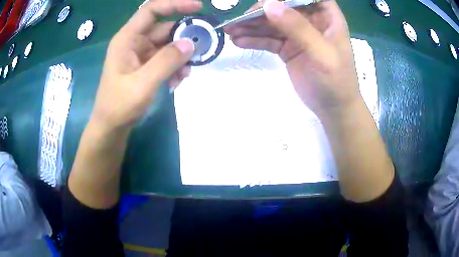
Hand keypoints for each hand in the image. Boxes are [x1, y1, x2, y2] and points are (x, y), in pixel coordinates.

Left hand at [91, 0, 201, 130]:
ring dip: (181, 56)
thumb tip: (191, 43)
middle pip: (165, 28)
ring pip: (168, 45)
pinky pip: (166, 59)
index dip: (174, 4)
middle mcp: (135, 42)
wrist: (112, 126)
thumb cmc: (119, 105)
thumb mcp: (143, 84)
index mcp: (127, 38)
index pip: (152, 10)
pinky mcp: (146, 66)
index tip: (198, 7)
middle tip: (202, 48)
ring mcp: (141, 54)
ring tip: (186, 73)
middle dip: (183, 37)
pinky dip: (175, 66)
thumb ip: (166, 61)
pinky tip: (178, 80)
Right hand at [225, 0, 360, 117]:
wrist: (333, 109)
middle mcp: (311, 21)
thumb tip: (269, 5)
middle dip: (260, 11)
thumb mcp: (322, 54)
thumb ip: (298, 29)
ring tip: (230, 31)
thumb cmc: (336, 81)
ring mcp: (298, 34)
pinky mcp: (288, 47)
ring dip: (251, 26)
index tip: (265, 2)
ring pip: (272, 23)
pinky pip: (268, 39)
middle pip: (283, 6)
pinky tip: (238, 41)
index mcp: (327, 17)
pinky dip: (254, 39)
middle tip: (238, 20)